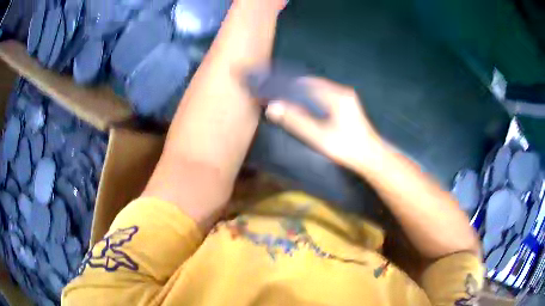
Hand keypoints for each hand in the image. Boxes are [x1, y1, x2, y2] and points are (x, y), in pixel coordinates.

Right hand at [265, 77, 383, 170]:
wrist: (371, 156)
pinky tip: (306, 105)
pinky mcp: (349, 104)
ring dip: (304, 92)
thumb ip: (296, 121)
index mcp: (335, 96)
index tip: (273, 90)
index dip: (287, 85)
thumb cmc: (346, 147)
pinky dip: (313, 97)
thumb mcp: (318, 136)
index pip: (305, 83)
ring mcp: (347, 97)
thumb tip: (273, 107)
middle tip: (278, 94)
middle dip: (295, 87)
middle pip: (313, 84)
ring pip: (320, 88)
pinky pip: (326, 94)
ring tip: (288, 98)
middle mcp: (342, 91)